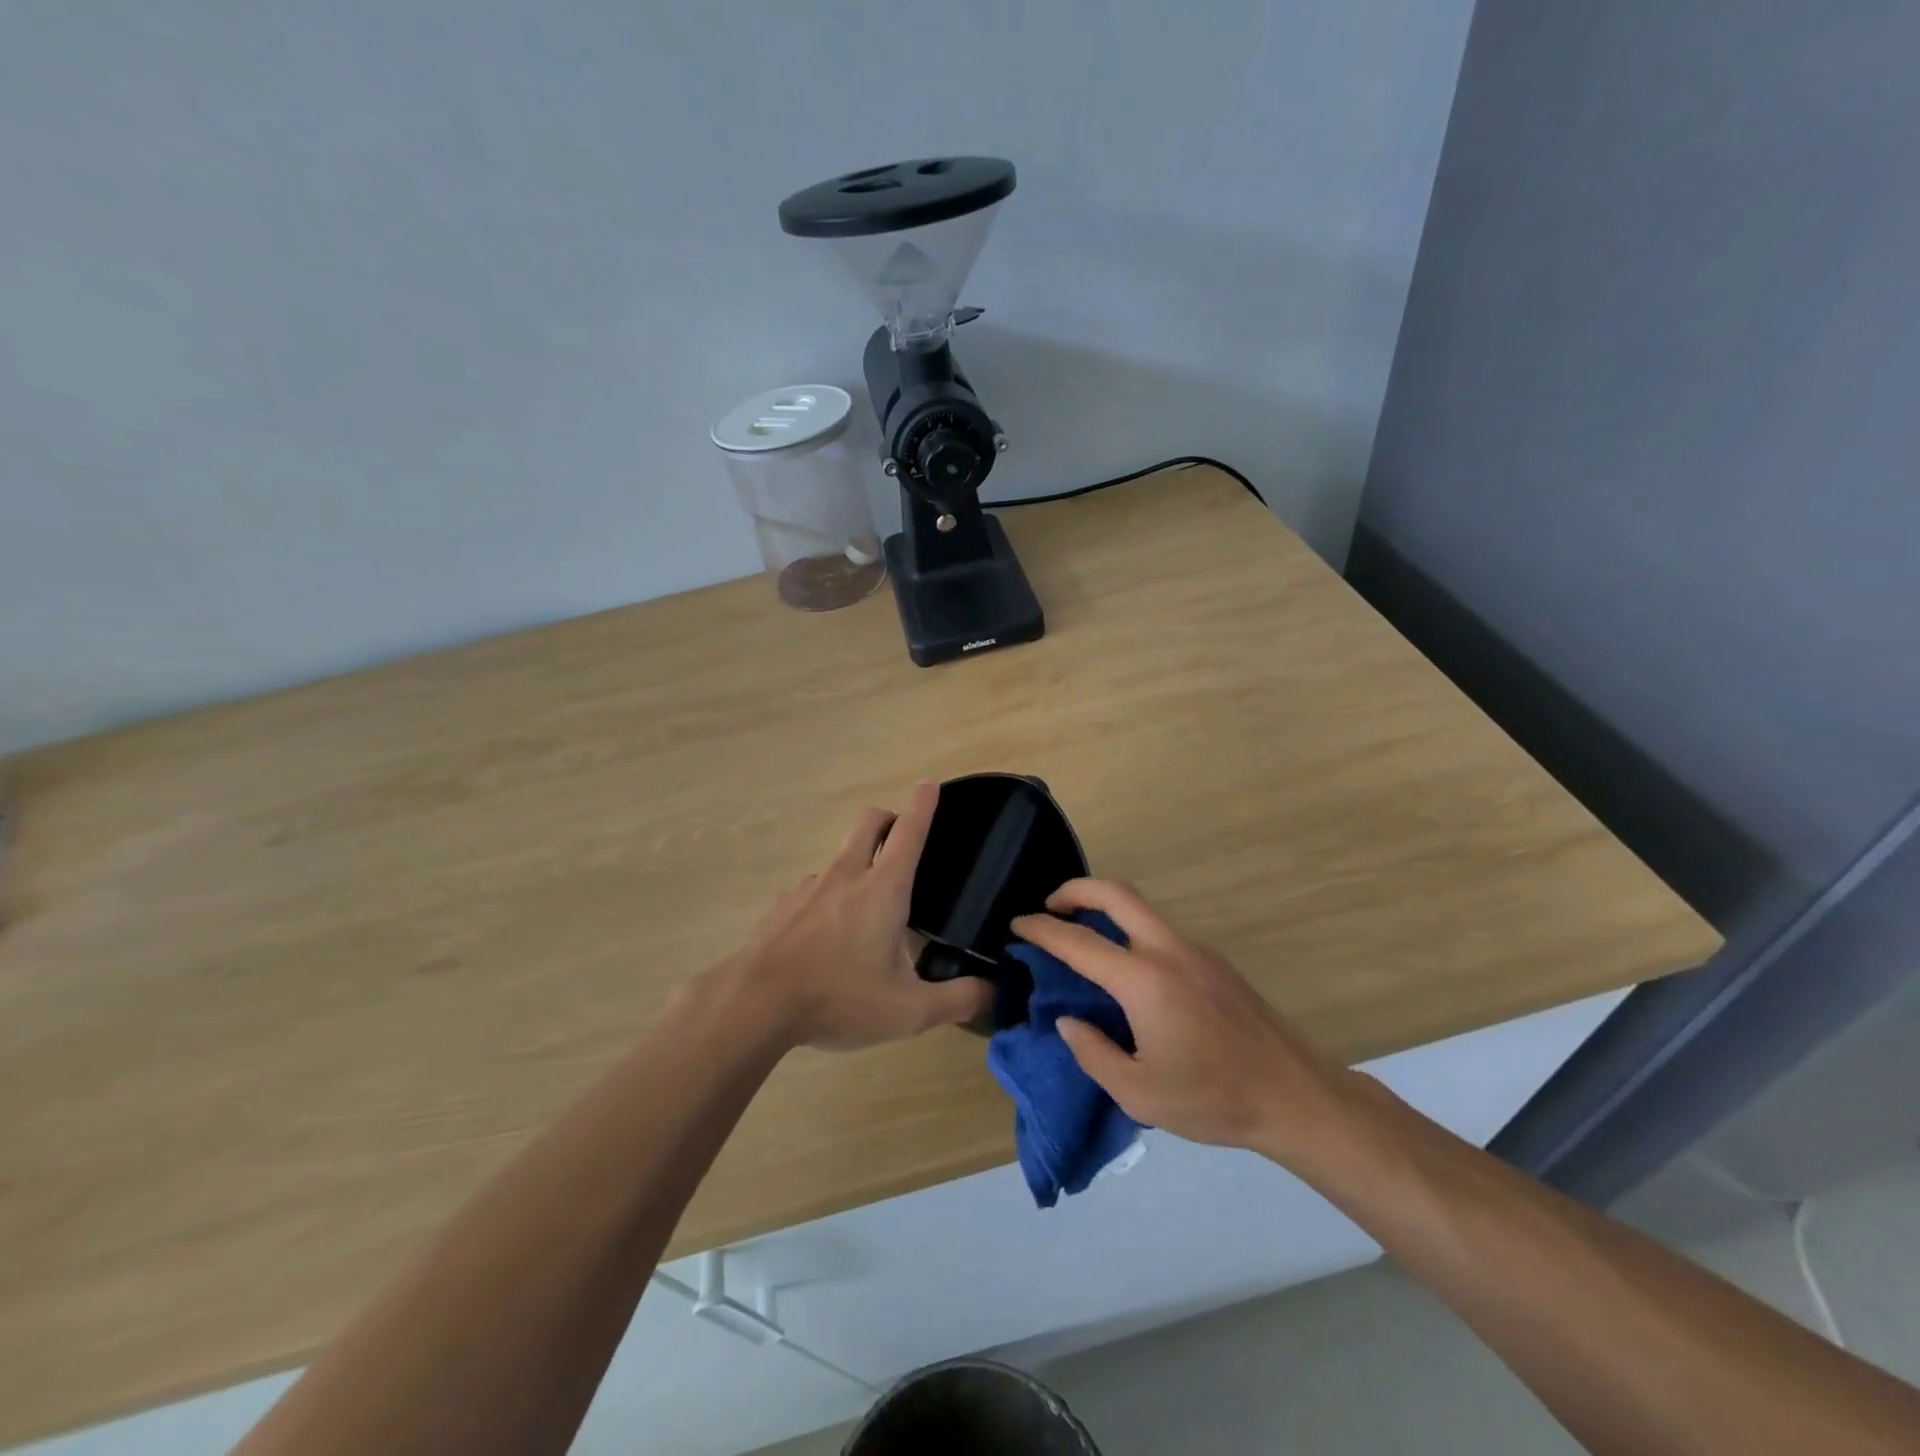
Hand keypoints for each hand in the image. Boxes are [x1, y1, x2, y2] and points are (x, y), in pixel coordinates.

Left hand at [734, 782, 992, 1050]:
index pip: (910, 831)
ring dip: (858, 864)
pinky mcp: (782, 905)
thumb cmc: (838, 998)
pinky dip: (828, 897)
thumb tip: (995, 991)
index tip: (930, 783)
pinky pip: (814, 888)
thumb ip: (957, 999)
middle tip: (902, 840)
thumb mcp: (908, 1011)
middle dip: (889, 817)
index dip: (924, 804)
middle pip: (869, 821)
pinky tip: (826, 938)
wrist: (754, 1004)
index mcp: (882, 889)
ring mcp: (809, 886)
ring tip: (865, 913)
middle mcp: (846, 875)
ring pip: (840, 856)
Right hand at [1010, 880, 1359, 1169]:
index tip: (1017, 923)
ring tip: (1081, 936)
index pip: (1079, 942)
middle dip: (1076, 889)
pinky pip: (1160, 930)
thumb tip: (1069, 1020)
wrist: (1296, 1096)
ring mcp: (1196, 951)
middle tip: (1049, 907)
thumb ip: (1093, 1052)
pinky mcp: (1214, 962)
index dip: (1042, 929)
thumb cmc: (1213, 1099)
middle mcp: (1169, 951)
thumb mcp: (1139, 1093)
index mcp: (1145, 981)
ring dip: (1105, 908)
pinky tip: (1125, 969)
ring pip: (1141, 908)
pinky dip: (1130, 929)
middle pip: (1116, 893)